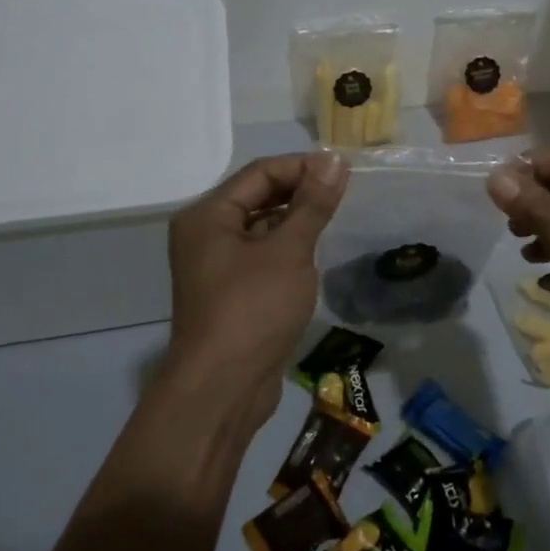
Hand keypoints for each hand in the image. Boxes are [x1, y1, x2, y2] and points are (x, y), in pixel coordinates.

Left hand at [165, 152, 348, 418]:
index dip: (303, 166)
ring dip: (296, 220)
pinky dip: (287, 248)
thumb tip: (333, 161)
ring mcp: (216, 265)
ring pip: (262, 227)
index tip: (343, 171)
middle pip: (258, 196)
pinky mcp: (230, 292)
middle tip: (344, 194)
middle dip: (300, 191)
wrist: (222, 389)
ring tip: (334, 220)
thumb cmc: (253, 309)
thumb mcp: (289, 251)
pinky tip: (314, 254)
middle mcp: (205, 234)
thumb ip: (312, 204)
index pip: (260, 172)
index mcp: (208, 215)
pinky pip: (262, 255)